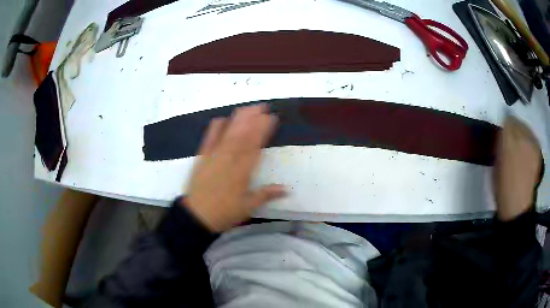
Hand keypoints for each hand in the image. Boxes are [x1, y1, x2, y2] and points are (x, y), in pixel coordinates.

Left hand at [182, 105, 285, 231]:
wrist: (197, 215)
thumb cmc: (224, 212)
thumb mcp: (248, 207)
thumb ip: (266, 195)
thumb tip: (286, 189)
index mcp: (242, 171)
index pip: (255, 146)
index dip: (263, 130)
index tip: (271, 118)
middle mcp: (229, 160)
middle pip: (242, 135)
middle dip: (253, 119)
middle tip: (262, 106)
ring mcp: (214, 156)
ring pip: (228, 134)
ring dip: (238, 119)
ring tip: (247, 108)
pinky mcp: (202, 157)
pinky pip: (209, 139)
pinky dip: (215, 128)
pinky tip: (221, 118)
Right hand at [493, 117, 541, 220]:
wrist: (517, 206)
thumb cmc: (503, 186)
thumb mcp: (495, 163)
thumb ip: (499, 143)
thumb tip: (501, 131)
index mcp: (508, 139)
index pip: (506, 119)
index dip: (504, 126)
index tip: (502, 134)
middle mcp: (522, 136)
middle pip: (517, 121)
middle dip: (514, 128)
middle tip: (511, 141)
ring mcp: (532, 143)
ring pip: (526, 128)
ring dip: (522, 134)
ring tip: (520, 148)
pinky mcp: (538, 151)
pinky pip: (533, 139)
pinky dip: (530, 143)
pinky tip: (527, 155)